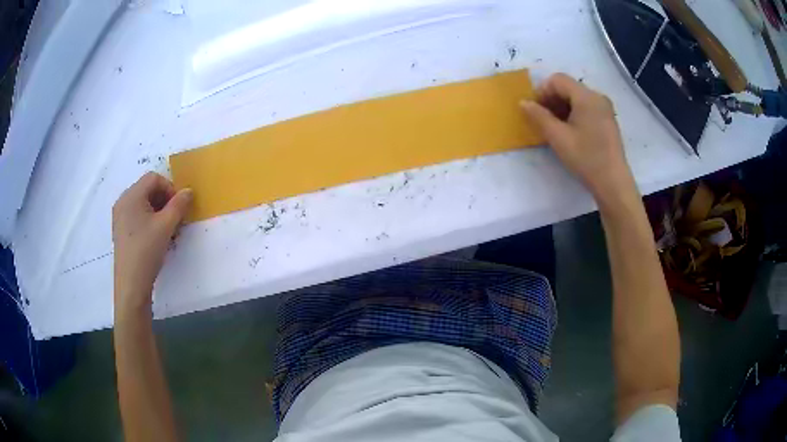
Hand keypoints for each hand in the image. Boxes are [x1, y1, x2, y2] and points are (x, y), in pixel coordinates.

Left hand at [112, 172, 192, 315]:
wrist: (131, 284)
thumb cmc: (147, 250)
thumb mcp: (166, 226)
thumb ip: (179, 205)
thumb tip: (188, 191)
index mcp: (131, 195)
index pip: (154, 178)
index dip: (170, 188)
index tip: (179, 207)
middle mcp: (123, 201)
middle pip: (147, 189)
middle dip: (165, 200)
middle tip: (176, 218)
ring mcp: (120, 216)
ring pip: (143, 203)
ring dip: (158, 211)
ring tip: (168, 229)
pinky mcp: (121, 230)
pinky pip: (137, 215)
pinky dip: (149, 220)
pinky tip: (156, 237)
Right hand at [521, 74, 636, 201]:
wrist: (613, 183)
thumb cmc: (586, 158)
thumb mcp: (558, 137)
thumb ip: (538, 117)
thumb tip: (523, 102)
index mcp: (586, 96)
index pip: (558, 80)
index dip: (542, 91)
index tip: (535, 111)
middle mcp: (597, 97)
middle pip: (568, 87)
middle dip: (551, 99)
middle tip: (542, 120)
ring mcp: (605, 109)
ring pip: (577, 98)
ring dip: (561, 107)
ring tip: (555, 128)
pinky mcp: (607, 120)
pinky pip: (586, 108)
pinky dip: (573, 114)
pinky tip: (570, 132)